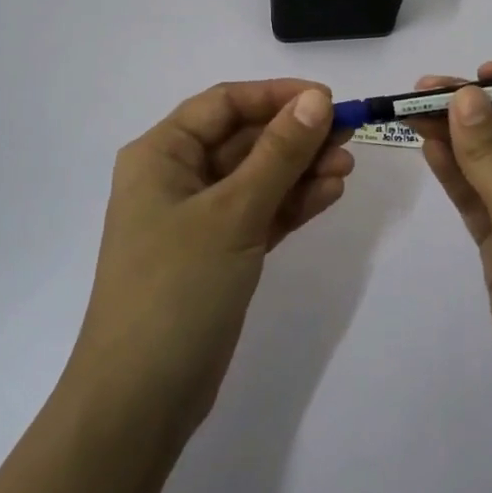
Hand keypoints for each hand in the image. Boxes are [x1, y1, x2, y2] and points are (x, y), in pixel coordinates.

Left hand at [66, 80, 354, 443]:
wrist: (141, 396)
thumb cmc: (177, 287)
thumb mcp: (232, 212)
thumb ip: (278, 155)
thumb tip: (316, 100)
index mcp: (161, 154)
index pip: (224, 104)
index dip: (276, 96)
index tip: (329, 100)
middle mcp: (176, 177)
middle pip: (243, 140)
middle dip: (295, 136)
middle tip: (350, 136)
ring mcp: (197, 219)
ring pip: (257, 178)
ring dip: (300, 169)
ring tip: (348, 167)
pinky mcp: (218, 253)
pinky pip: (260, 213)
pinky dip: (292, 203)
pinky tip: (330, 193)